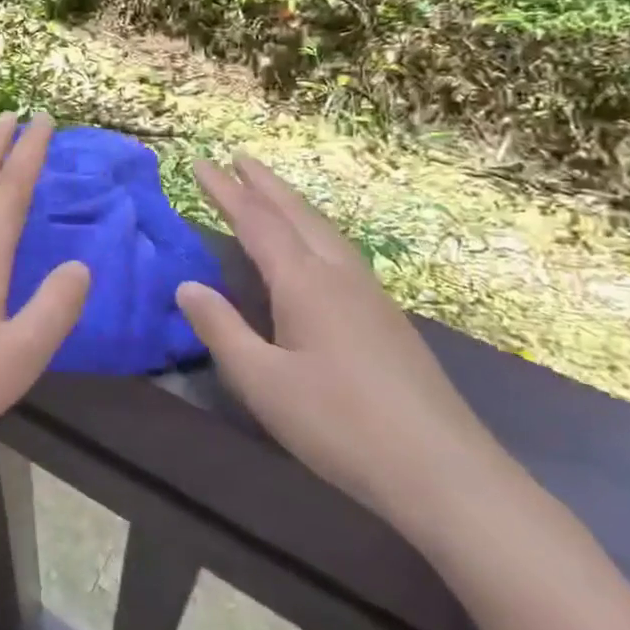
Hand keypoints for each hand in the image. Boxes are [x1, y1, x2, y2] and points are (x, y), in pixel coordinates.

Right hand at [176, 156, 510, 533]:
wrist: (444, 472)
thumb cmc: (340, 425)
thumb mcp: (262, 382)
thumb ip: (221, 329)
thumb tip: (186, 285)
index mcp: (304, 282)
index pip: (256, 221)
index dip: (226, 191)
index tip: (200, 164)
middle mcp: (338, 275)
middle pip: (296, 213)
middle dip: (263, 184)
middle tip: (236, 157)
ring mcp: (370, 294)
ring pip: (324, 229)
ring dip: (292, 203)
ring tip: (270, 190)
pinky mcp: (387, 318)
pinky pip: (340, 250)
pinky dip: (313, 229)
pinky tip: (315, 248)